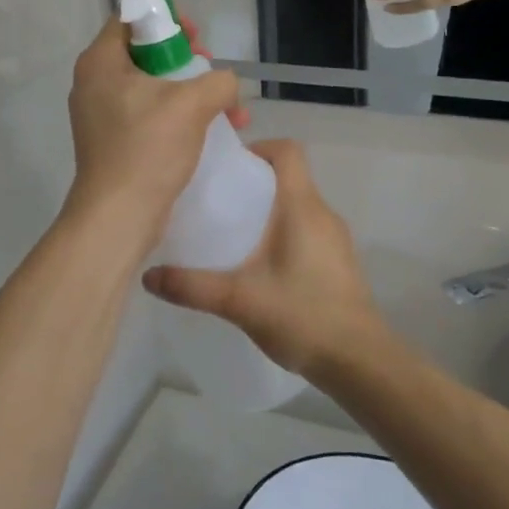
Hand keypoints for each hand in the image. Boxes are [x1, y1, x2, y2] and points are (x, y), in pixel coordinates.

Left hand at [64, 18, 241, 248]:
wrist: (119, 217)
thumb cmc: (148, 149)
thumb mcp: (192, 104)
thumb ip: (218, 81)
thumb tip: (225, 84)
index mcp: (100, 62)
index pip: (130, 19)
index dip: (166, 20)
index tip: (196, 37)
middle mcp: (94, 83)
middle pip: (144, 53)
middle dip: (187, 61)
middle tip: (211, 73)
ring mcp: (101, 115)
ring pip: (152, 87)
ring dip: (191, 93)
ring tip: (227, 109)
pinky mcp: (113, 142)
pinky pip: (149, 115)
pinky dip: (179, 117)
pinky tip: (212, 131)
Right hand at [143, 142, 386, 378]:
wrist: (360, 361)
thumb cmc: (302, 316)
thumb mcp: (239, 300)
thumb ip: (193, 286)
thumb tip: (148, 276)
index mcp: (302, 207)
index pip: (288, 151)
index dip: (258, 148)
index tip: (228, 168)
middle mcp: (323, 213)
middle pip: (289, 177)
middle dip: (253, 183)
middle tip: (218, 204)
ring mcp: (335, 238)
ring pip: (298, 206)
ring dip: (268, 211)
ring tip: (233, 235)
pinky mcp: (339, 261)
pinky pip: (307, 230)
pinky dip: (283, 234)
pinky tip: (261, 267)